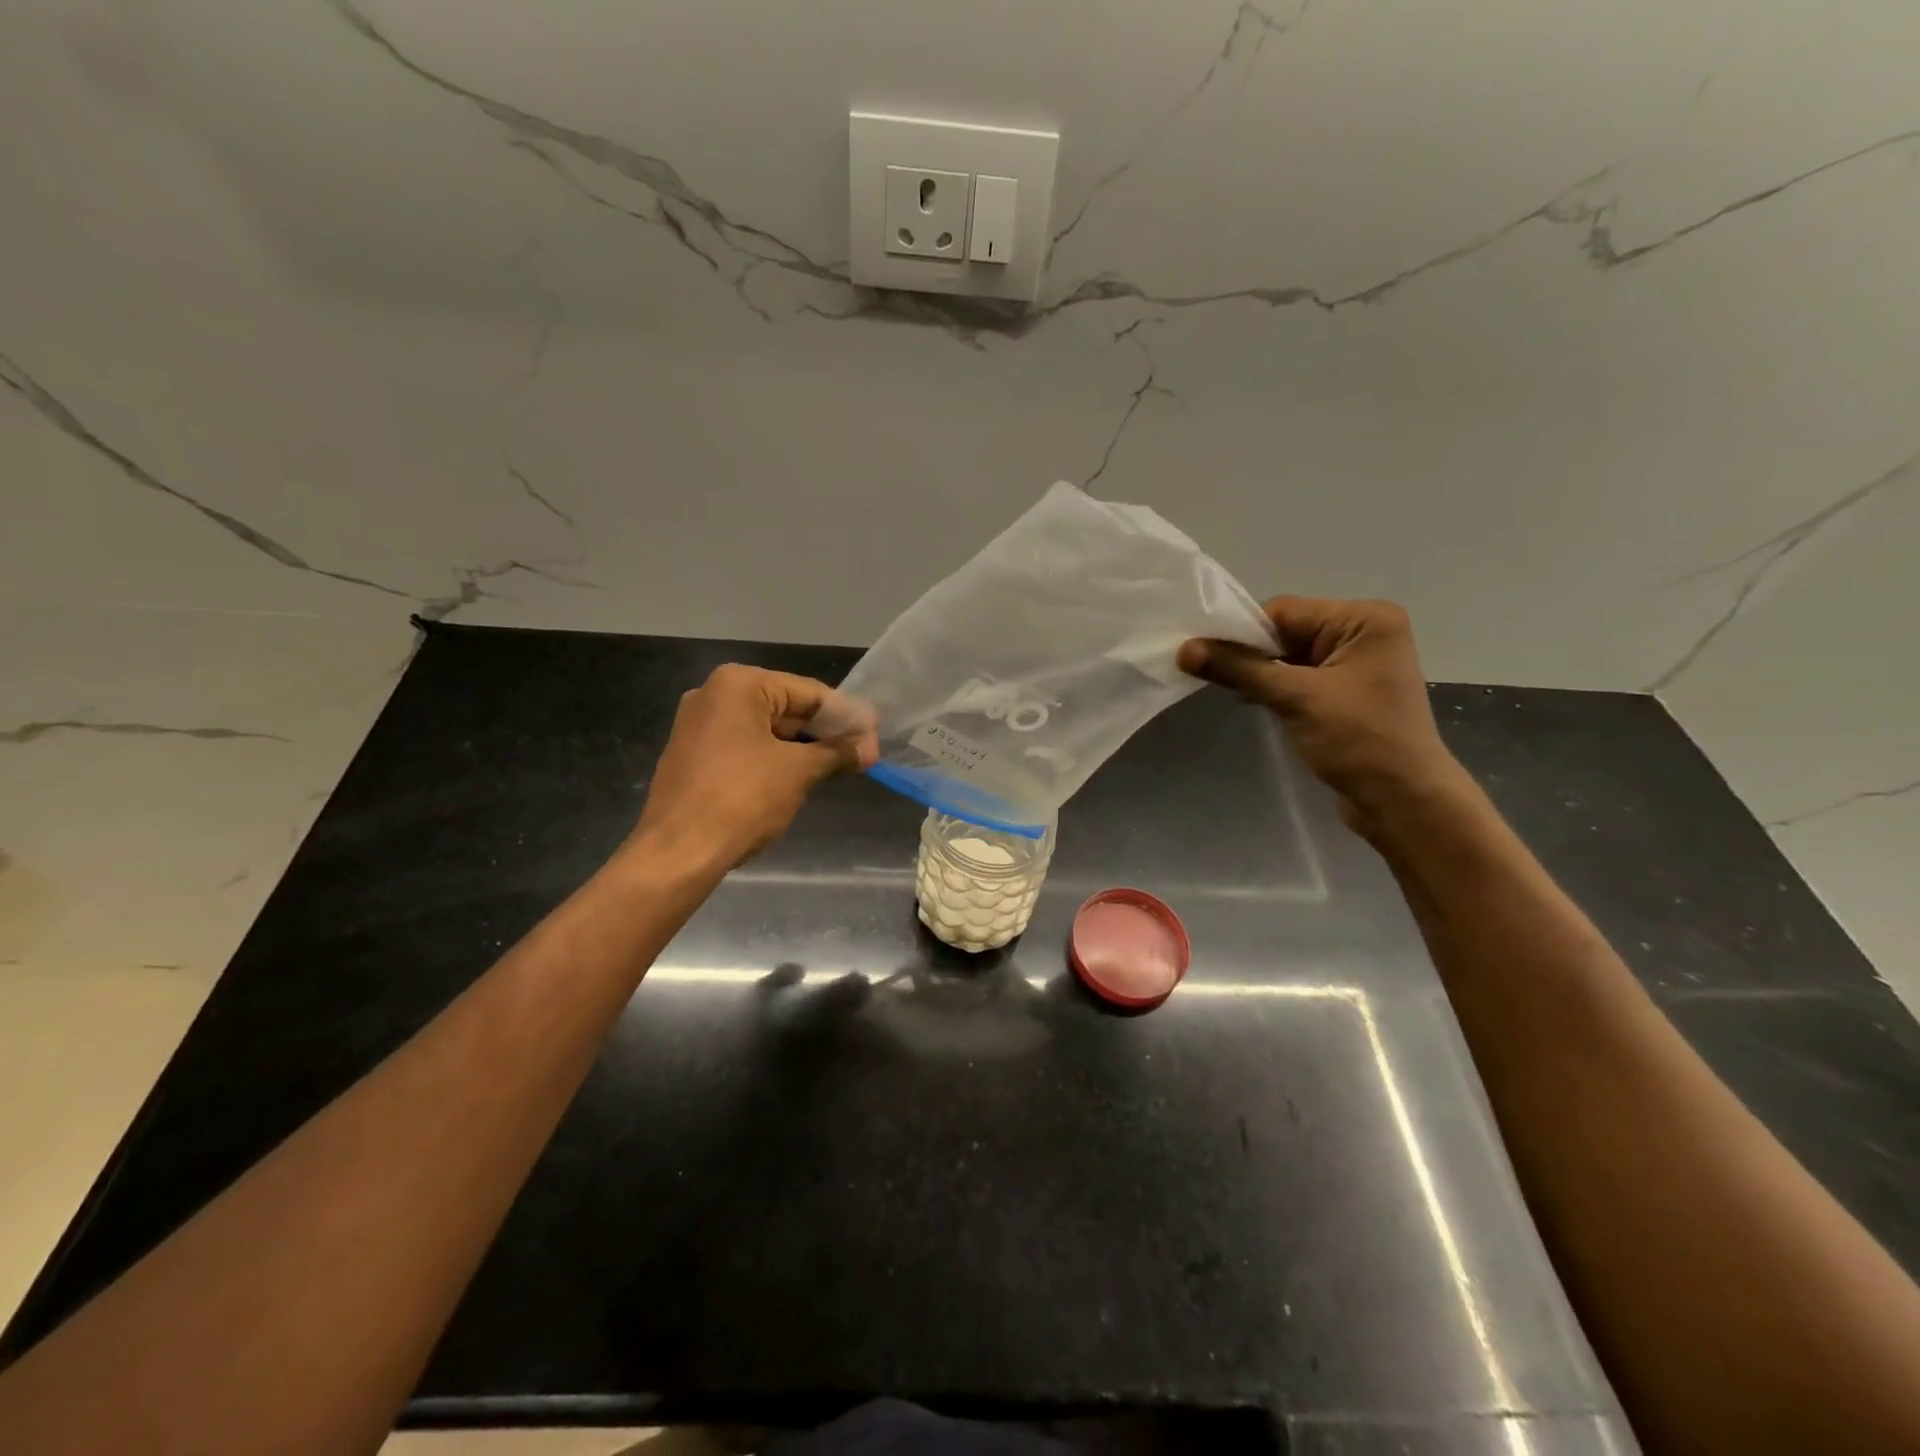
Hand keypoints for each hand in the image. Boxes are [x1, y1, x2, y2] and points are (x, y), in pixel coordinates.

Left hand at [630, 665, 878, 870]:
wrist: (677, 852)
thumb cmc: (742, 799)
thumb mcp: (799, 772)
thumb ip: (837, 752)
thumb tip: (869, 747)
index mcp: (738, 684)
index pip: (808, 692)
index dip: (846, 716)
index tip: (874, 737)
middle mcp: (713, 694)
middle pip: (786, 708)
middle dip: (824, 733)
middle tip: (861, 756)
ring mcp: (698, 726)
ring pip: (766, 730)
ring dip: (802, 748)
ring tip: (838, 769)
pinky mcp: (692, 755)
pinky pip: (745, 747)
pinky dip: (774, 759)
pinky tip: (799, 779)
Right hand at [1178, 597, 1466, 832]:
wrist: (1403, 801)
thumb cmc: (1358, 740)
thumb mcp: (1294, 698)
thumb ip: (1238, 669)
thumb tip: (1184, 650)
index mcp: (1365, 619)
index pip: (1285, 612)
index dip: (1241, 632)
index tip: (1201, 652)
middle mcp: (1365, 632)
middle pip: (1286, 631)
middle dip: (1250, 654)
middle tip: (1208, 673)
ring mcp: (1357, 664)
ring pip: (1289, 656)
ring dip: (1259, 672)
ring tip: (1228, 689)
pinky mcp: (1346, 692)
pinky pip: (1299, 677)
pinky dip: (1274, 687)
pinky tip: (1251, 700)